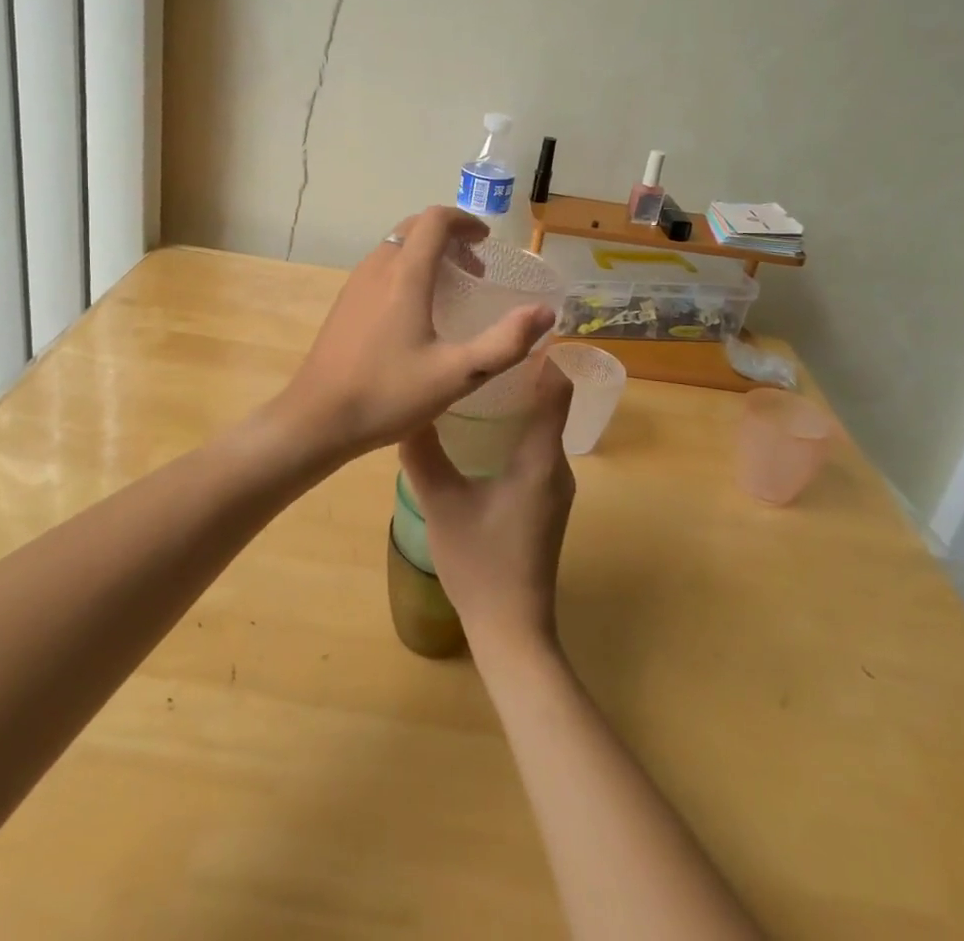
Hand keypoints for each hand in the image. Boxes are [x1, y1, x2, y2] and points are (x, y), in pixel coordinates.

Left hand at [274, 207, 555, 462]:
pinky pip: (381, 266)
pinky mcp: (345, 302)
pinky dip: (407, 268)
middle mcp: (378, 267)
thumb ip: (505, 343)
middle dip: (449, 236)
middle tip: (475, 268)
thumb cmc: (388, 395)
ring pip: (396, 246)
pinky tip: (416, 311)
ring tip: (451, 289)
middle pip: (414, 227)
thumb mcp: (457, 375)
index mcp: (405, 275)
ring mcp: (356, 283)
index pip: (435, 220)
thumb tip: (544, 313)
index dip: (465, 221)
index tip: (486, 243)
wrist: (317, 419)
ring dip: (427, 252)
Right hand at [397, 361, 575, 655]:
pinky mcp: (545, 505)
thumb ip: (424, 455)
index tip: (513, 332)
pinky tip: (479, 436)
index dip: (543, 357)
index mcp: (541, 459)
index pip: (557, 390)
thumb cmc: (481, 563)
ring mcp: (555, 489)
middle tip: (478, 353)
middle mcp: (557, 467)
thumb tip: (406, 412)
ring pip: (541, 430)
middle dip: (519, 376)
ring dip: (515, 406)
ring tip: (473, 386)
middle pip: (549, 405)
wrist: (512, 631)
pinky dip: (514, 433)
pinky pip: (536, 452)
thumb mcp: (442, 504)